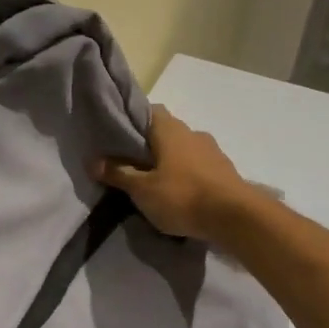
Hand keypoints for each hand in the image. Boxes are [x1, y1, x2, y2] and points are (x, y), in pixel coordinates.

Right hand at [93, 105, 258, 241]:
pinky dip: (186, 175)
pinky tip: (179, 194)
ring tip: (154, 183)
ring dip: (170, 162)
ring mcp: (212, 151)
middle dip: (149, 145)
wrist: (235, 217)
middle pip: (166, 132)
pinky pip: (198, 167)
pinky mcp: (225, 171)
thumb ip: (118, 173)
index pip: (148, 111)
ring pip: (183, 150)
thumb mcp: (142, 189)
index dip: (132, 120)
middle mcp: (192, 133)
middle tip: (131, 164)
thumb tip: (92, 160)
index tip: (118, 136)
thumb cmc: (182, 196)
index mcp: (170, 129)